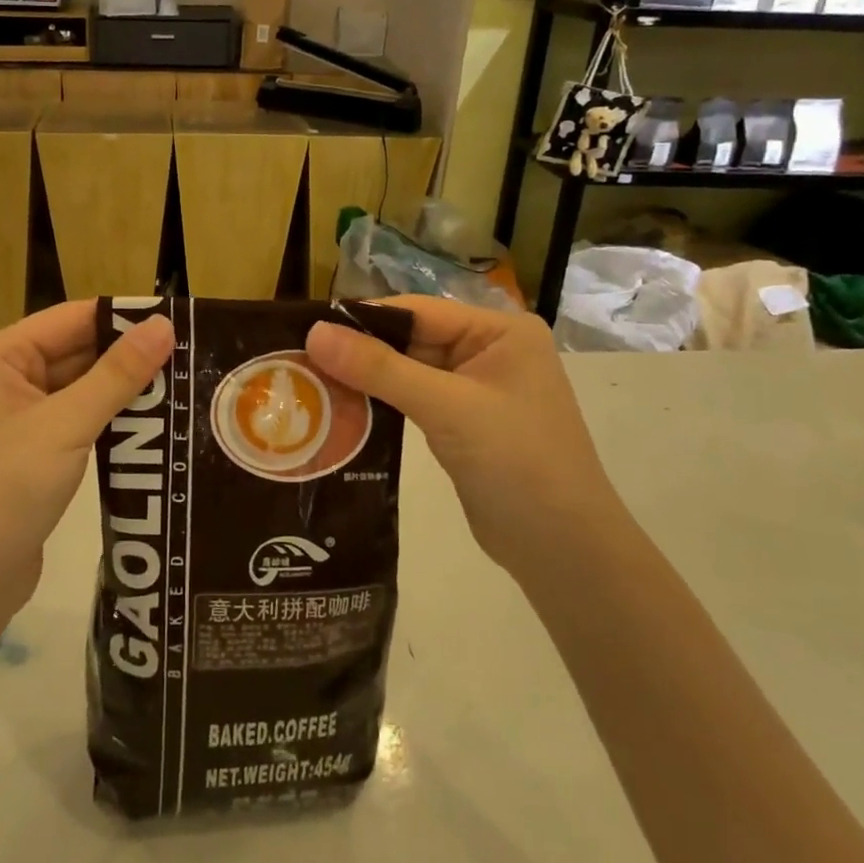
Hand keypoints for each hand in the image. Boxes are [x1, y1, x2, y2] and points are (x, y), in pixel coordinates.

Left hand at [0, 301, 174, 624]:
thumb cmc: (3, 491)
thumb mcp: (65, 426)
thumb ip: (117, 374)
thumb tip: (164, 324)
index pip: (71, 319)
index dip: (124, 318)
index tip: (180, 320)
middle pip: (74, 351)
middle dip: (128, 356)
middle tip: (192, 356)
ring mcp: (12, 417)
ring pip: (78, 388)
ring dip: (122, 390)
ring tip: (184, 384)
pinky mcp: (27, 452)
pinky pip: (74, 420)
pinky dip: (108, 419)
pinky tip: (152, 422)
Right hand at [306, 297, 621, 580]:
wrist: (563, 551)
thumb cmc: (517, 463)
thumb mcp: (447, 408)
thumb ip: (380, 368)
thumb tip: (315, 332)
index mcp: (500, 331)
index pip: (418, 311)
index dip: (363, 320)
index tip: (306, 331)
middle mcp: (489, 351)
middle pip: (411, 339)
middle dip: (360, 353)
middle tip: (299, 361)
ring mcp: (476, 390)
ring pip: (407, 372)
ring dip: (366, 380)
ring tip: (310, 384)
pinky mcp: (463, 424)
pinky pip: (413, 401)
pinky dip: (381, 404)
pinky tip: (342, 410)